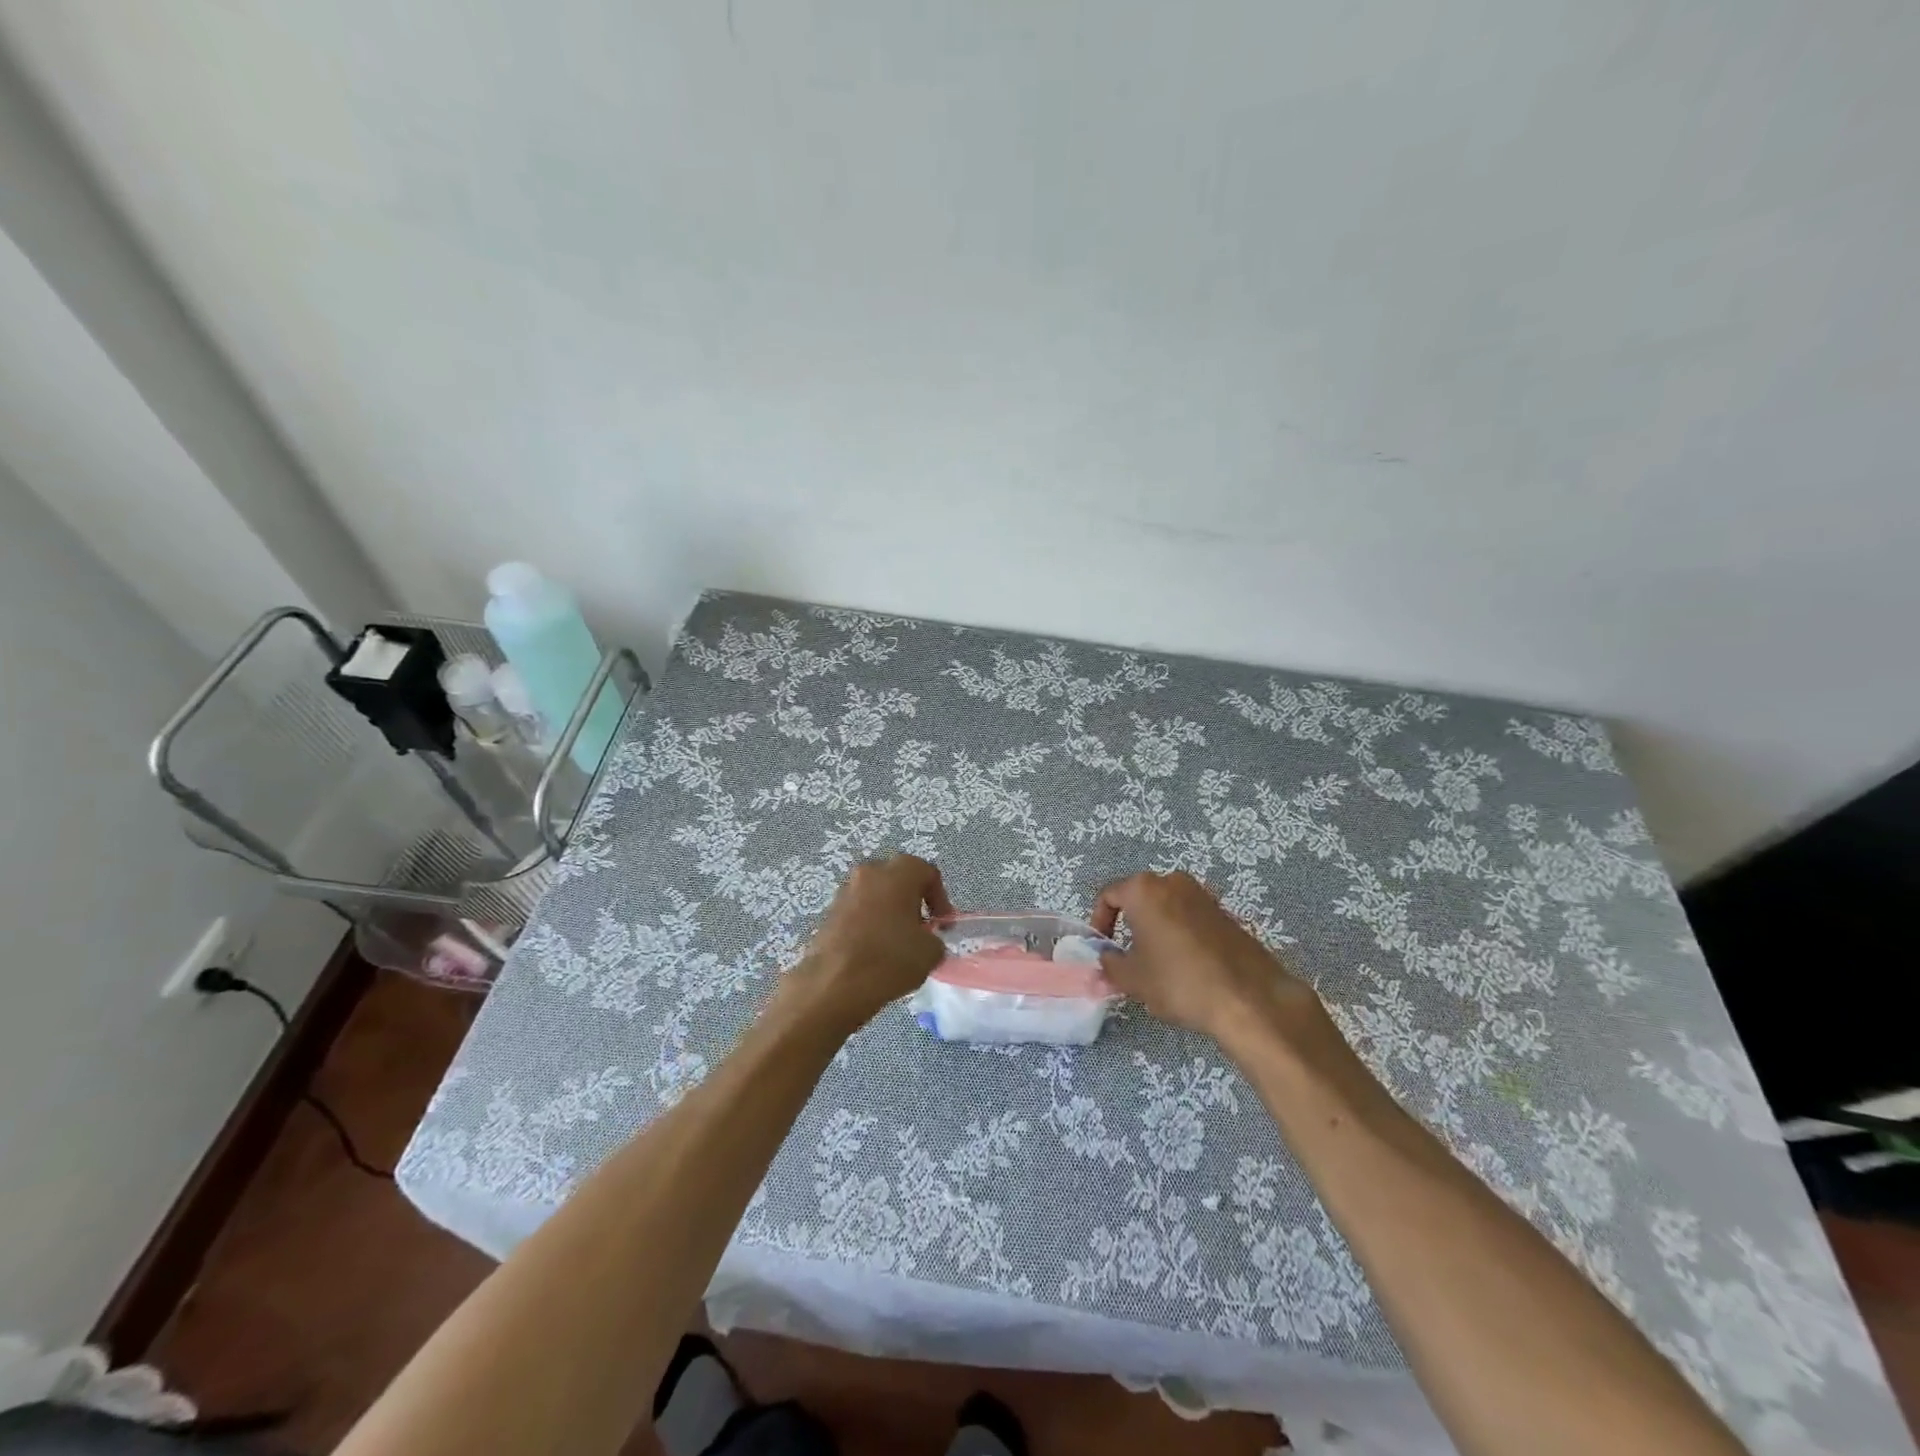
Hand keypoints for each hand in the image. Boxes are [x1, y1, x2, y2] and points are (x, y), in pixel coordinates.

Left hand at [785, 855, 953, 1032]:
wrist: (834, 984)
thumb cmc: (890, 959)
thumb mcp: (931, 952)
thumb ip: (934, 938)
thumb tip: (925, 940)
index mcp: (898, 873)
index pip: (927, 872)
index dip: (940, 898)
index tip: (942, 925)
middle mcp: (869, 873)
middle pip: (898, 878)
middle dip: (912, 900)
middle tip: (920, 929)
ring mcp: (845, 891)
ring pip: (875, 894)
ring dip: (888, 912)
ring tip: (895, 943)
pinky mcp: (828, 913)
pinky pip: (857, 911)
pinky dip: (868, 924)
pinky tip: (873, 952)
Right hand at [1091, 871, 1323, 1051]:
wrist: (1249, 998)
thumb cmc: (1179, 981)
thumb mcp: (1133, 979)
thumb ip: (1110, 965)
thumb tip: (1107, 960)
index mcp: (1144, 889)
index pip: (1109, 896)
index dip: (1099, 922)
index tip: (1103, 948)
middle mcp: (1173, 881)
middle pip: (1139, 899)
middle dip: (1129, 925)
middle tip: (1128, 958)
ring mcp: (1203, 895)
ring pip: (1167, 909)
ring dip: (1156, 931)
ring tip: (1158, 966)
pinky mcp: (1226, 913)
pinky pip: (1190, 919)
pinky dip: (1181, 936)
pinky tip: (1187, 969)